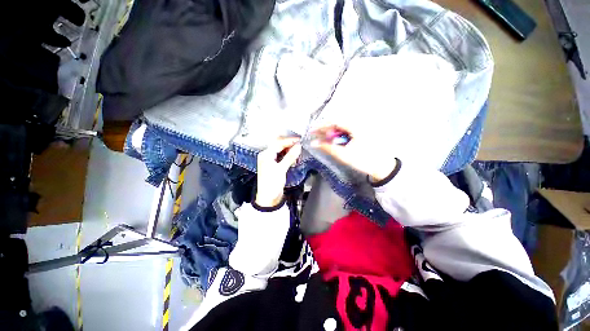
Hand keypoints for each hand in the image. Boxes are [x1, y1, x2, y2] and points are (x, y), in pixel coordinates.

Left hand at [256, 137, 301, 206]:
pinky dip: (288, 157)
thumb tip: (299, 146)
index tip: (300, 140)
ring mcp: (271, 161)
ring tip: (298, 152)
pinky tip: (294, 158)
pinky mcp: (275, 166)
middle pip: (279, 146)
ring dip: (290, 151)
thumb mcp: (281, 169)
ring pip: (281, 151)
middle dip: (290, 145)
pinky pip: (282, 158)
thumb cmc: (272, 183)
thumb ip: (290, 157)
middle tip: (300, 145)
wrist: (268, 198)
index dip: (289, 141)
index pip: (278, 143)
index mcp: (266, 154)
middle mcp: (267, 155)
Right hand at [311, 125, 397, 181]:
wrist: (382, 166)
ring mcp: (360, 128)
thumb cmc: (363, 160)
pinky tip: (334, 141)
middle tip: (316, 136)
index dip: (321, 126)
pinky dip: (338, 135)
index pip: (334, 121)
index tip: (312, 131)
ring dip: (331, 133)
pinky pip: (346, 131)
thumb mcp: (343, 155)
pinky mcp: (361, 132)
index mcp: (355, 126)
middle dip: (325, 129)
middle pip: (337, 123)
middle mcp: (358, 123)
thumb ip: (327, 147)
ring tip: (323, 139)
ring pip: (341, 127)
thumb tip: (314, 143)